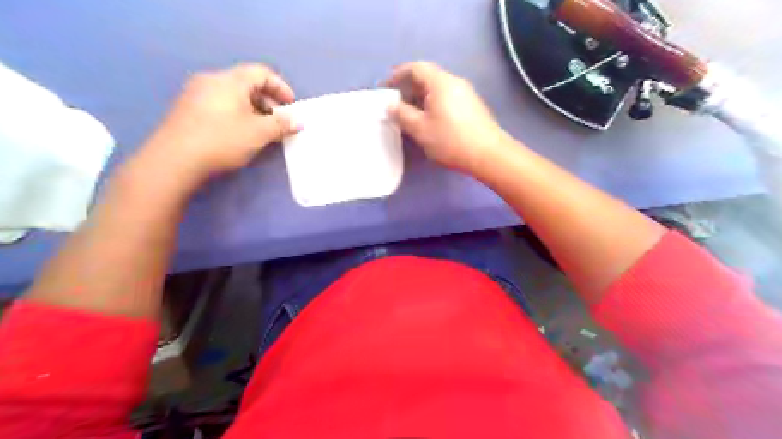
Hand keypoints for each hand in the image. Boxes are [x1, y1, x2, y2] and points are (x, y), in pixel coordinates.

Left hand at [140, 64, 298, 184]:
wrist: (175, 160)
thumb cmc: (222, 140)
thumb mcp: (259, 133)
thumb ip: (281, 125)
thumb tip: (298, 121)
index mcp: (229, 80)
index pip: (261, 72)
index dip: (280, 87)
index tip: (291, 106)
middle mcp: (211, 81)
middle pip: (247, 83)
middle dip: (268, 101)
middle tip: (279, 121)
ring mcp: (195, 94)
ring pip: (233, 95)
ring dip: (253, 109)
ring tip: (262, 130)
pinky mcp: (187, 110)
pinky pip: (219, 104)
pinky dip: (237, 114)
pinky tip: (240, 134)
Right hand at [385, 62, 510, 174]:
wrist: (489, 155)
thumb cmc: (451, 140)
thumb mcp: (420, 129)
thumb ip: (402, 114)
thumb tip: (391, 105)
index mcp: (440, 82)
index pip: (415, 68)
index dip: (397, 74)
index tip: (385, 87)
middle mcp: (455, 82)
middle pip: (427, 76)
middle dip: (408, 88)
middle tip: (395, 104)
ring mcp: (466, 94)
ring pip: (437, 89)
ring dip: (420, 97)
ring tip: (409, 114)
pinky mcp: (472, 106)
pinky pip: (447, 98)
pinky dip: (433, 104)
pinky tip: (429, 120)